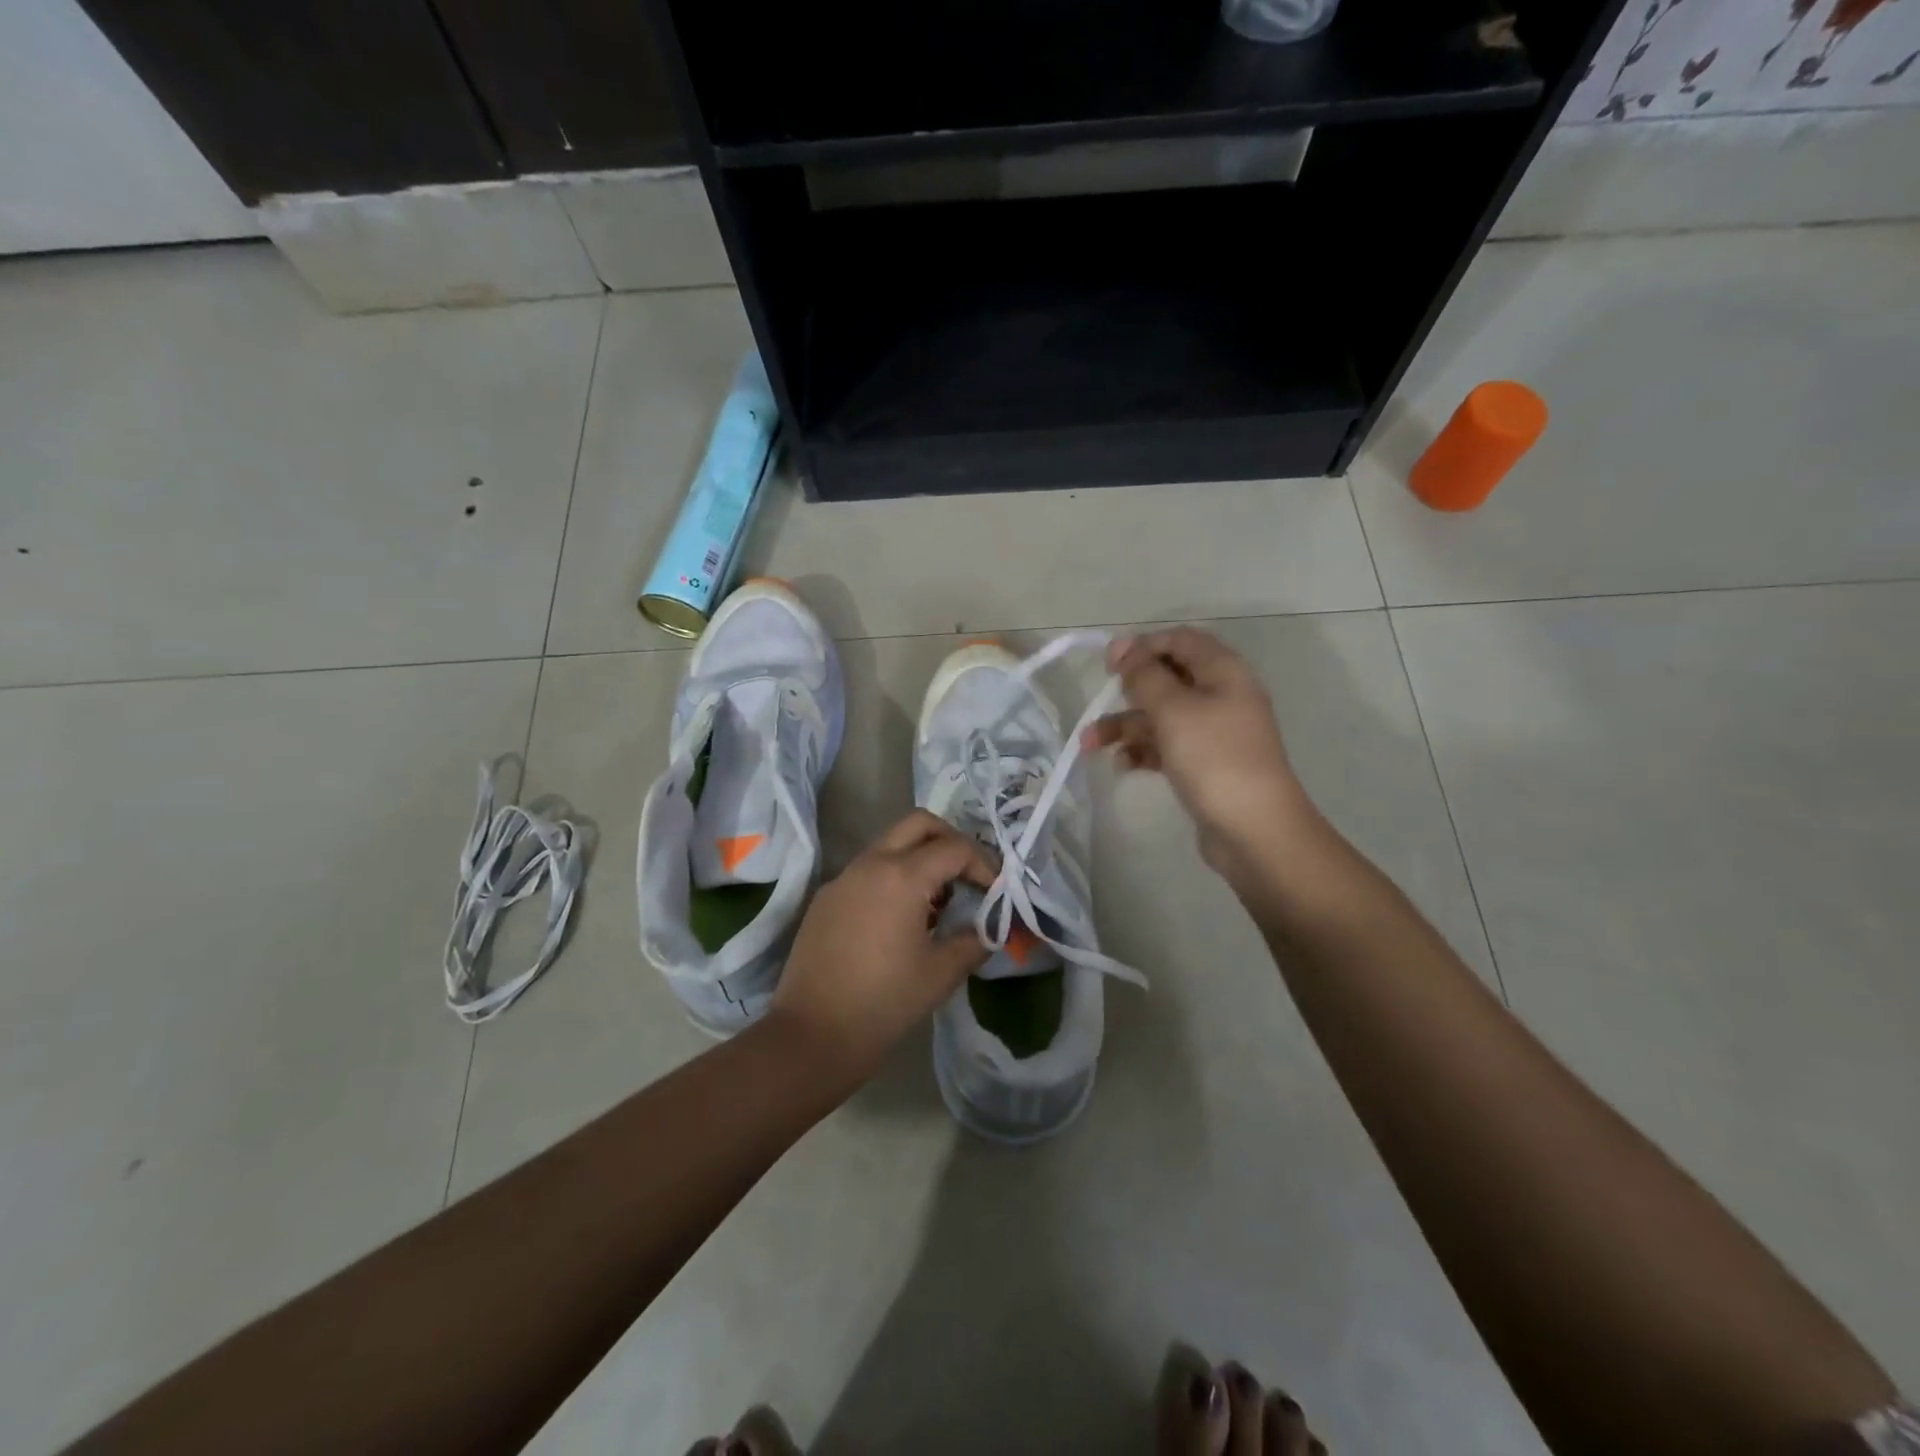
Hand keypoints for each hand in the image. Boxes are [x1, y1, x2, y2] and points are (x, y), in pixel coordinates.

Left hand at [768, 810, 995, 1082]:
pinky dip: (893, 877)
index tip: (996, 892)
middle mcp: (871, 863)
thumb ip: (975, 941)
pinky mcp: (826, 897)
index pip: (955, 848)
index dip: (984, 865)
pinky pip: (867, 870)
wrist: (813, 1034)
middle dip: (950, 841)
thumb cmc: (884, 1002)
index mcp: (902, 876)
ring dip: (920, 858)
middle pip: (919, 824)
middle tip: (967, 875)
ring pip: (890, 843)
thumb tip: (992, 929)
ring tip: (937, 903)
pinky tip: (900, 919)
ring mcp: (843, 878)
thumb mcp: (942, 973)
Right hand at [1087, 627, 1317, 875]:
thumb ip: (1144, 675)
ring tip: (1090, 744)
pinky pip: (1167, 746)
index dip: (1143, 646)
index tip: (1109, 665)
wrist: (1254, 830)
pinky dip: (1143, 751)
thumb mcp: (1173, 709)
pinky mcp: (1205, 764)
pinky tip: (1122, 765)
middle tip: (1100, 701)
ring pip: (1161, 716)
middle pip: (1167, 678)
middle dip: (1128, 691)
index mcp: (1223, 672)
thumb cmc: (1214, 758)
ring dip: (1125, 726)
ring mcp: (1214, 732)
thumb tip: (1122, 646)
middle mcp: (1221, 696)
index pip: (1180, 640)